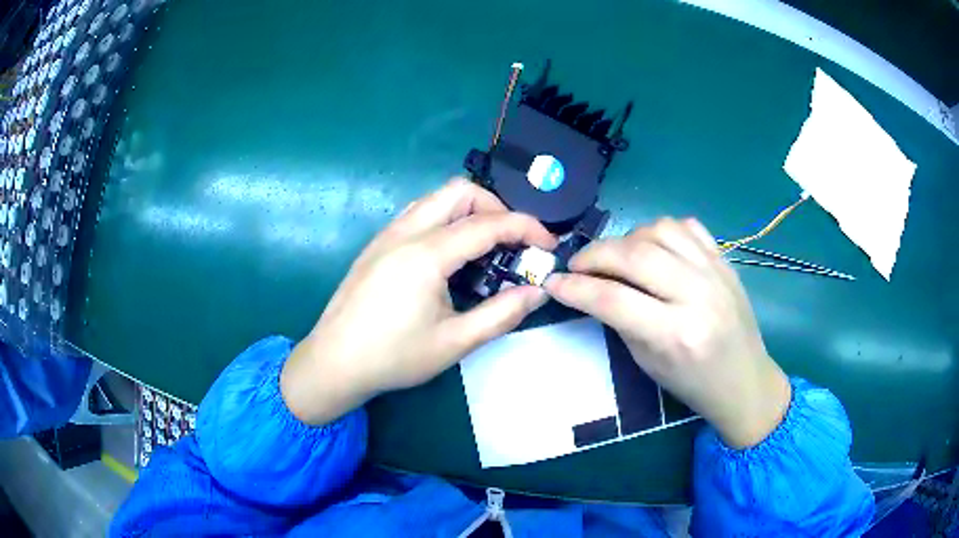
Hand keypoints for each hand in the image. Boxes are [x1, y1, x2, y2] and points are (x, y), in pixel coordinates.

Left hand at [281, 179, 556, 425]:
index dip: (526, 228)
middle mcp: (406, 231)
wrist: (334, 362)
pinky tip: (449, 256)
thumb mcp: (455, 342)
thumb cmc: (394, 357)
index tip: (548, 245)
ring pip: (436, 198)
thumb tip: (538, 292)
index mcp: (426, 253)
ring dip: (469, 211)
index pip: (488, 223)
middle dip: (496, 208)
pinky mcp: (377, 244)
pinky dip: (445, 219)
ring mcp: (387, 234)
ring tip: (485, 247)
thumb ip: (502, 314)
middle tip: (512, 243)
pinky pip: (418, 213)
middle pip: (460, 191)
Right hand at [544, 218, 789, 447]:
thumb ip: (619, 320)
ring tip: (617, 256)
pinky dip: (661, 231)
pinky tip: (653, 248)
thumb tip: (591, 288)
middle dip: (595, 254)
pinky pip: (687, 226)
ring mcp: (716, 272)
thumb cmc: (693, 384)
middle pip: (635, 255)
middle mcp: (698, 295)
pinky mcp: (725, 260)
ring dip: (627, 238)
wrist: (745, 380)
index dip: (575, 288)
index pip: (613, 299)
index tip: (552, 282)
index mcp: (676, 334)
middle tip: (578, 264)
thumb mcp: (647, 363)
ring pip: (660, 229)